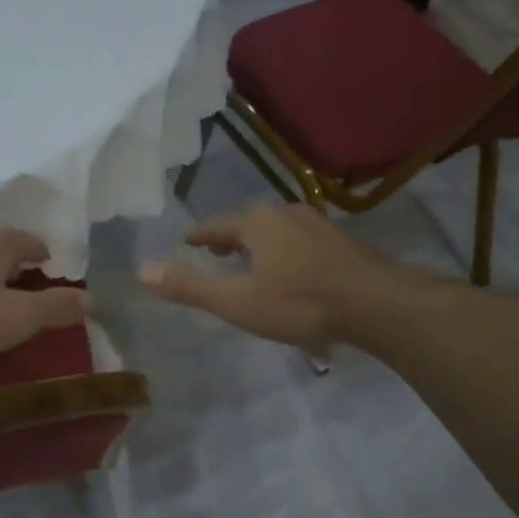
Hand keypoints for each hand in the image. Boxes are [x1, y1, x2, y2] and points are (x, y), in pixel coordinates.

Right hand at [139, 204, 394, 353]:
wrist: (376, 303)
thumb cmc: (299, 302)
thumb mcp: (237, 301)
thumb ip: (190, 287)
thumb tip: (142, 270)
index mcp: (256, 224)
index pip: (216, 226)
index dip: (200, 236)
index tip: (187, 241)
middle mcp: (285, 214)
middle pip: (248, 223)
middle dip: (231, 237)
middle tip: (218, 252)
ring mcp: (318, 225)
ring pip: (278, 231)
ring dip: (261, 244)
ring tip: (254, 262)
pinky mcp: (342, 242)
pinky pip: (301, 242)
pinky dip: (287, 252)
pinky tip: (294, 272)